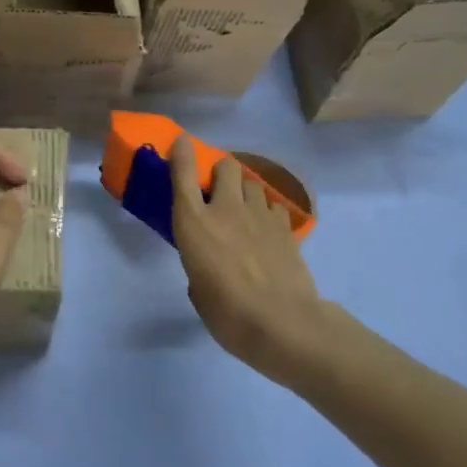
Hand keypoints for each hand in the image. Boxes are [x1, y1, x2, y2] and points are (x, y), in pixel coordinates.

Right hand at [171, 137, 324, 378]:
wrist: (282, 323)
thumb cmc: (227, 314)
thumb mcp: (198, 291)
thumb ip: (198, 267)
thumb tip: (208, 268)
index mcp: (194, 224)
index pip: (184, 176)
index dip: (181, 154)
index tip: (181, 142)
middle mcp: (225, 209)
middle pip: (226, 167)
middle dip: (221, 172)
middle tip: (217, 191)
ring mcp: (259, 215)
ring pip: (252, 183)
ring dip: (244, 190)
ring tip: (244, 210)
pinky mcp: (285, 228)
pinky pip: (273, 205)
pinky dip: (267, 211)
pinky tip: (267, 229)